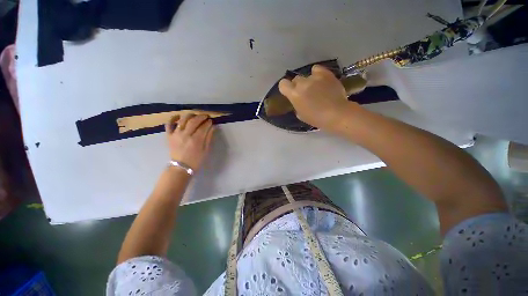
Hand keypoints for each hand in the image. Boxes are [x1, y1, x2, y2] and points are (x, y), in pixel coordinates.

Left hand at [165, 114, 214, 171]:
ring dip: (190, 115)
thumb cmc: (196, 160)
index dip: (208, 122)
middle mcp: (186, 135)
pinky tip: (178, 116)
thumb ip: (209, 138)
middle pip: (194, 121)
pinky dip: (173, 118)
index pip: (203, 126)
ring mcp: (176, 134)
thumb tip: (213, 127)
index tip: (211, 120)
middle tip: (205, 116)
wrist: (181, 167)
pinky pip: (168, 124)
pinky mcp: (169, 135)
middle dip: (201, 116)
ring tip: (195, 115)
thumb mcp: (206, 150)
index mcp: (196, 140)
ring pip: (183, 120)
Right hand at [278, 65, 358, 131]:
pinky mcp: (326, 74)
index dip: (285, 88)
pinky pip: (317, 69)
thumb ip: (296, 105)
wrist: (337, 114)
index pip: (283, 84)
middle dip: (298, 85)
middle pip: (295, 79)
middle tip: (305, 93)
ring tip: (316, 87)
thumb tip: (298, 100)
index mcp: (294, 94)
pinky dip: (317, 73)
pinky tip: (320, 80)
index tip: (289, 92)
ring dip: (308, 81)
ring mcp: (314, 77)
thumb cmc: (317, 118)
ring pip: (306, 75)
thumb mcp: (301, 115)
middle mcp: (302, 83)